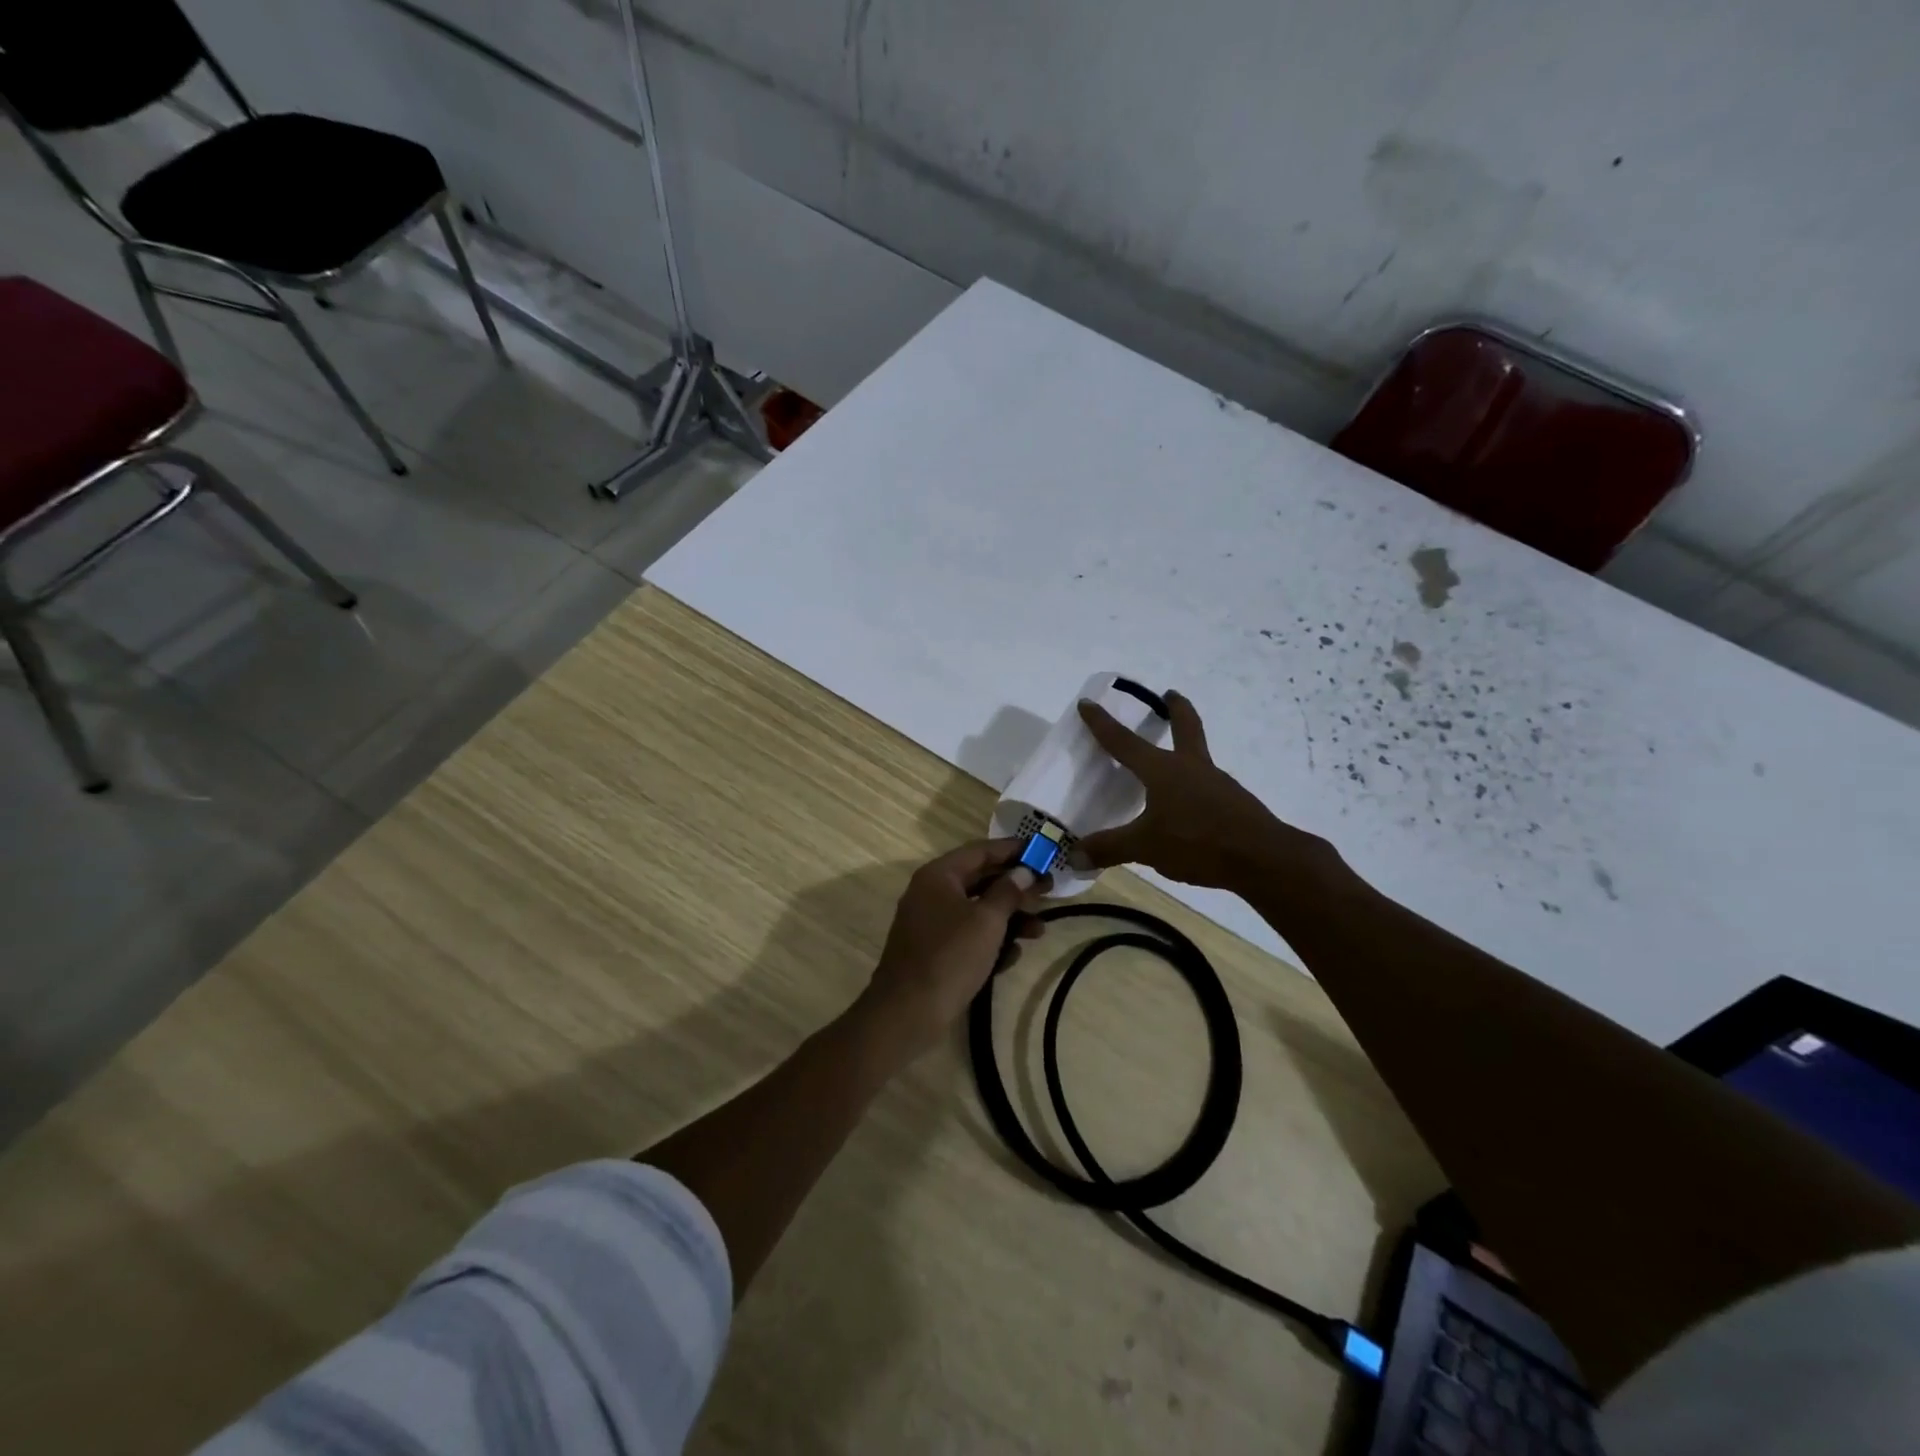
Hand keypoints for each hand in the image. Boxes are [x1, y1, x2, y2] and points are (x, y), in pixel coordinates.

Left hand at [858, 840, 1050, 1060]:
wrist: (907, 1012)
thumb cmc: (950, 957)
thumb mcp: (987, 921)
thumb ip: (1008, 892)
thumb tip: (1023, 871)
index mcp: (939, 876)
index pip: (981, 851)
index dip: (1013, 849)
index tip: (1042, 852)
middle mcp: (932, 893)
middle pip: (981, 880)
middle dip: (1016, 888)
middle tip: (1049, 892)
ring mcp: (931, 923)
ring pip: (978, 911)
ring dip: (1009, 919)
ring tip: (1038, 932)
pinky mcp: (935, 951)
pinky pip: (968, 936)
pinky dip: (991, 942)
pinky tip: (1012, 957)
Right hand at [1076, 691, 1336, 890]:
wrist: (1262, 858)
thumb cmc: (1198, 842)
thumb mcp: (1145, 848)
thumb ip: (1109, 848)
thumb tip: (1073, 856)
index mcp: (1163, 770)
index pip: (1124, 741)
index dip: (1102, 723)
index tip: (1088, 702)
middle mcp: (1191, 767)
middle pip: (1185, 726)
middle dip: (1175, 708)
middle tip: (1169, 694)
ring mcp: (1217, 783)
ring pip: (1197, 756)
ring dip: (1185, 748)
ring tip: (1170, 764)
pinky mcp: (1234, 803)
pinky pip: (1207, 785)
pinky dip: (1194, 785)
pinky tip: (1187, 807)